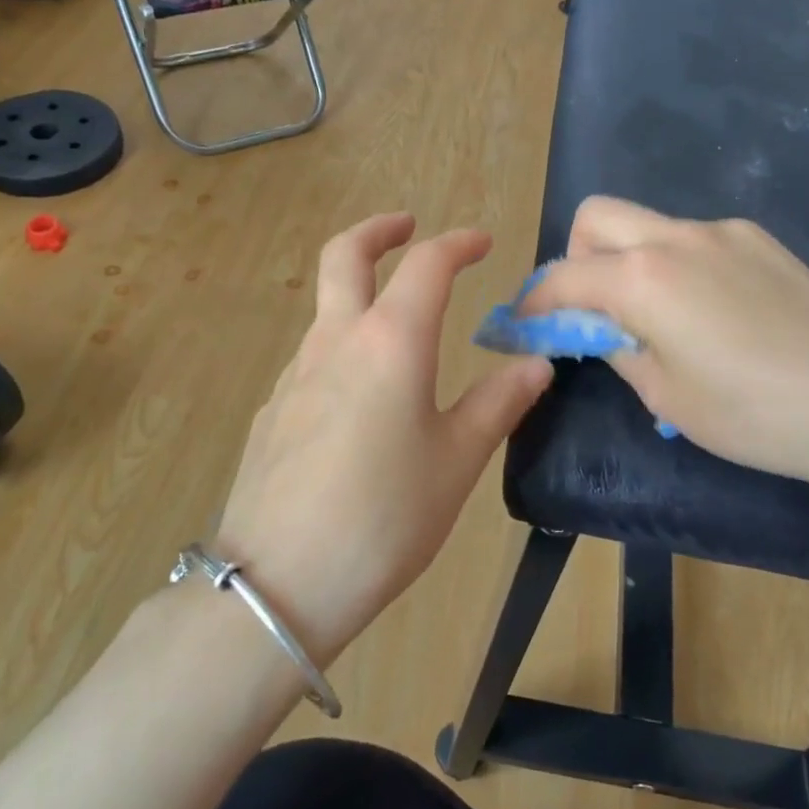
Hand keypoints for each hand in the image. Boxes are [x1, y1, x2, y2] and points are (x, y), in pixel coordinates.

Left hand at [209, 214, 552, 663]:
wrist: (279, 583)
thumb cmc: (385, 518)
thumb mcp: (456, 462)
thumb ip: (498, 404)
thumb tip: (536, 364)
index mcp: (390, 343)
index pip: (426, 265)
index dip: (457, 244)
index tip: (482, 242)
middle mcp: (336, 342)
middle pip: (344, 256)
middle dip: (379, 230)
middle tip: (407, 226)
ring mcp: (294, 374)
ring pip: (326, 309)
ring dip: (360, 294)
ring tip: (400, 330)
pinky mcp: (272, 410)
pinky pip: (313, 358)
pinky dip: (343, 347)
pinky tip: (362, 400)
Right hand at [522, 198, 808, 497]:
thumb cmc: (755, 414)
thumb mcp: (665, 394)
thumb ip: (616, 346)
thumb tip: (595, 327)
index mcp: (642, 276)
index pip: (562, 276)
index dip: (533, 302)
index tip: (522, 326)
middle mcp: (675, 235)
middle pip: (596, 217)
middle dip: (575, 257)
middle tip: (589, 310)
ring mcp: (722, 231)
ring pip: (646, 224)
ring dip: (626, 259)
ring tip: (655, 318)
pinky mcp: (760, 239)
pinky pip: (691, 239)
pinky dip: (672, 263)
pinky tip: (708, 313)